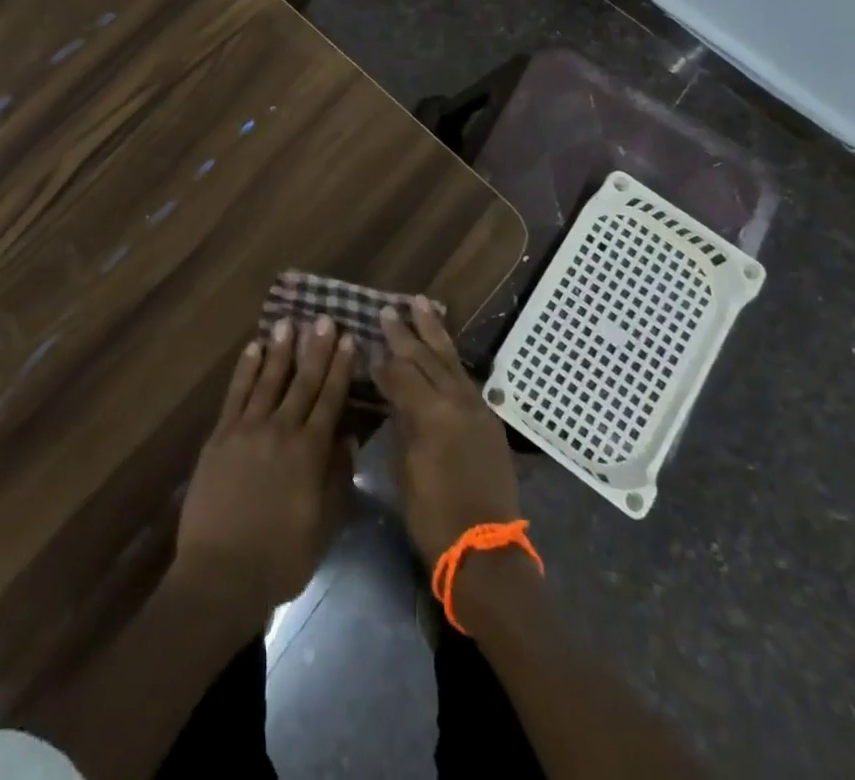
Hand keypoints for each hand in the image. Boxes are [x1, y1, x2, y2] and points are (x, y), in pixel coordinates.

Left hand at [172, 317, 354, 625]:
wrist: (221, 573)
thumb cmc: (280, 558)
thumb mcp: (323, 526)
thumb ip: (336, 480)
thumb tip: (347, 440)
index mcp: (310, 452)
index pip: (330, 400)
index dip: (340, 368)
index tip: (348, 339)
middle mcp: (281, 430)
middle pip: (302, 382)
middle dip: (315, 349)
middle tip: (323, 319)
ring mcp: (247, 429)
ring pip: (268, 380)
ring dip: (280, 350)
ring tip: (289, 323)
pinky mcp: (220, 436)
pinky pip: (236, 394)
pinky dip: (245, 370)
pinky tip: (253, 349)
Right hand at [376, 298, 520, 566]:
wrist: (485, 551)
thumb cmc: (433, 516)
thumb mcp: (406, 468)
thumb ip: (402, 421)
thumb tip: (392, 391)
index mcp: (432, 414)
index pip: (402, 373)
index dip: (383, 359)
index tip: (366, 340)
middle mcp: (457, 402)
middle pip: (428, 358)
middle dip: (406, 333)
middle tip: (388, 310)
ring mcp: (477, 409)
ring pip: (451, 360)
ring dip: (434, 333)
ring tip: (421, 304)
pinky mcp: (488, 420)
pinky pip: (465, 378)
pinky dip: (451, 359)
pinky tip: (443, 349)